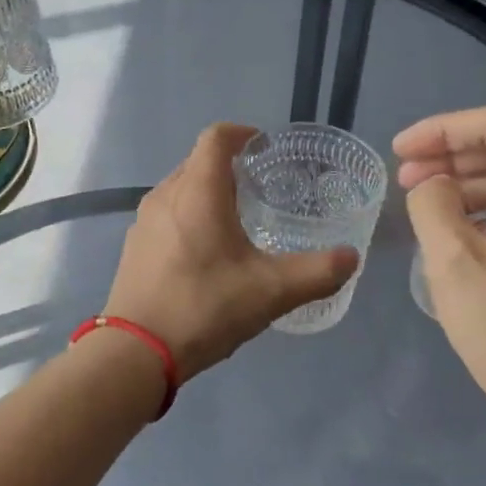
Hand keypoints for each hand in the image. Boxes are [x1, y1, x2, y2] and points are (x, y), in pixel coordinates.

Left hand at [105, 123, 358, 381]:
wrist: (135, 352)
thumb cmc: (204, 307)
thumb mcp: (271, 291)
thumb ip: (317, 272)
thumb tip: (351, 257)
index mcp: (198, 191)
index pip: (216, 137)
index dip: (242, 133)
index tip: (265, 148)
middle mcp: (166, 194)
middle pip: (198, 161)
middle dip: (229, 165)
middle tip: (261, 187)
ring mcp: (144, 221)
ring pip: (181, 188)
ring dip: (208, 192)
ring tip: (237, 220)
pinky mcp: (134, 246)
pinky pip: (167, 214)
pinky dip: (190, 217)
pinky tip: (206, 253)